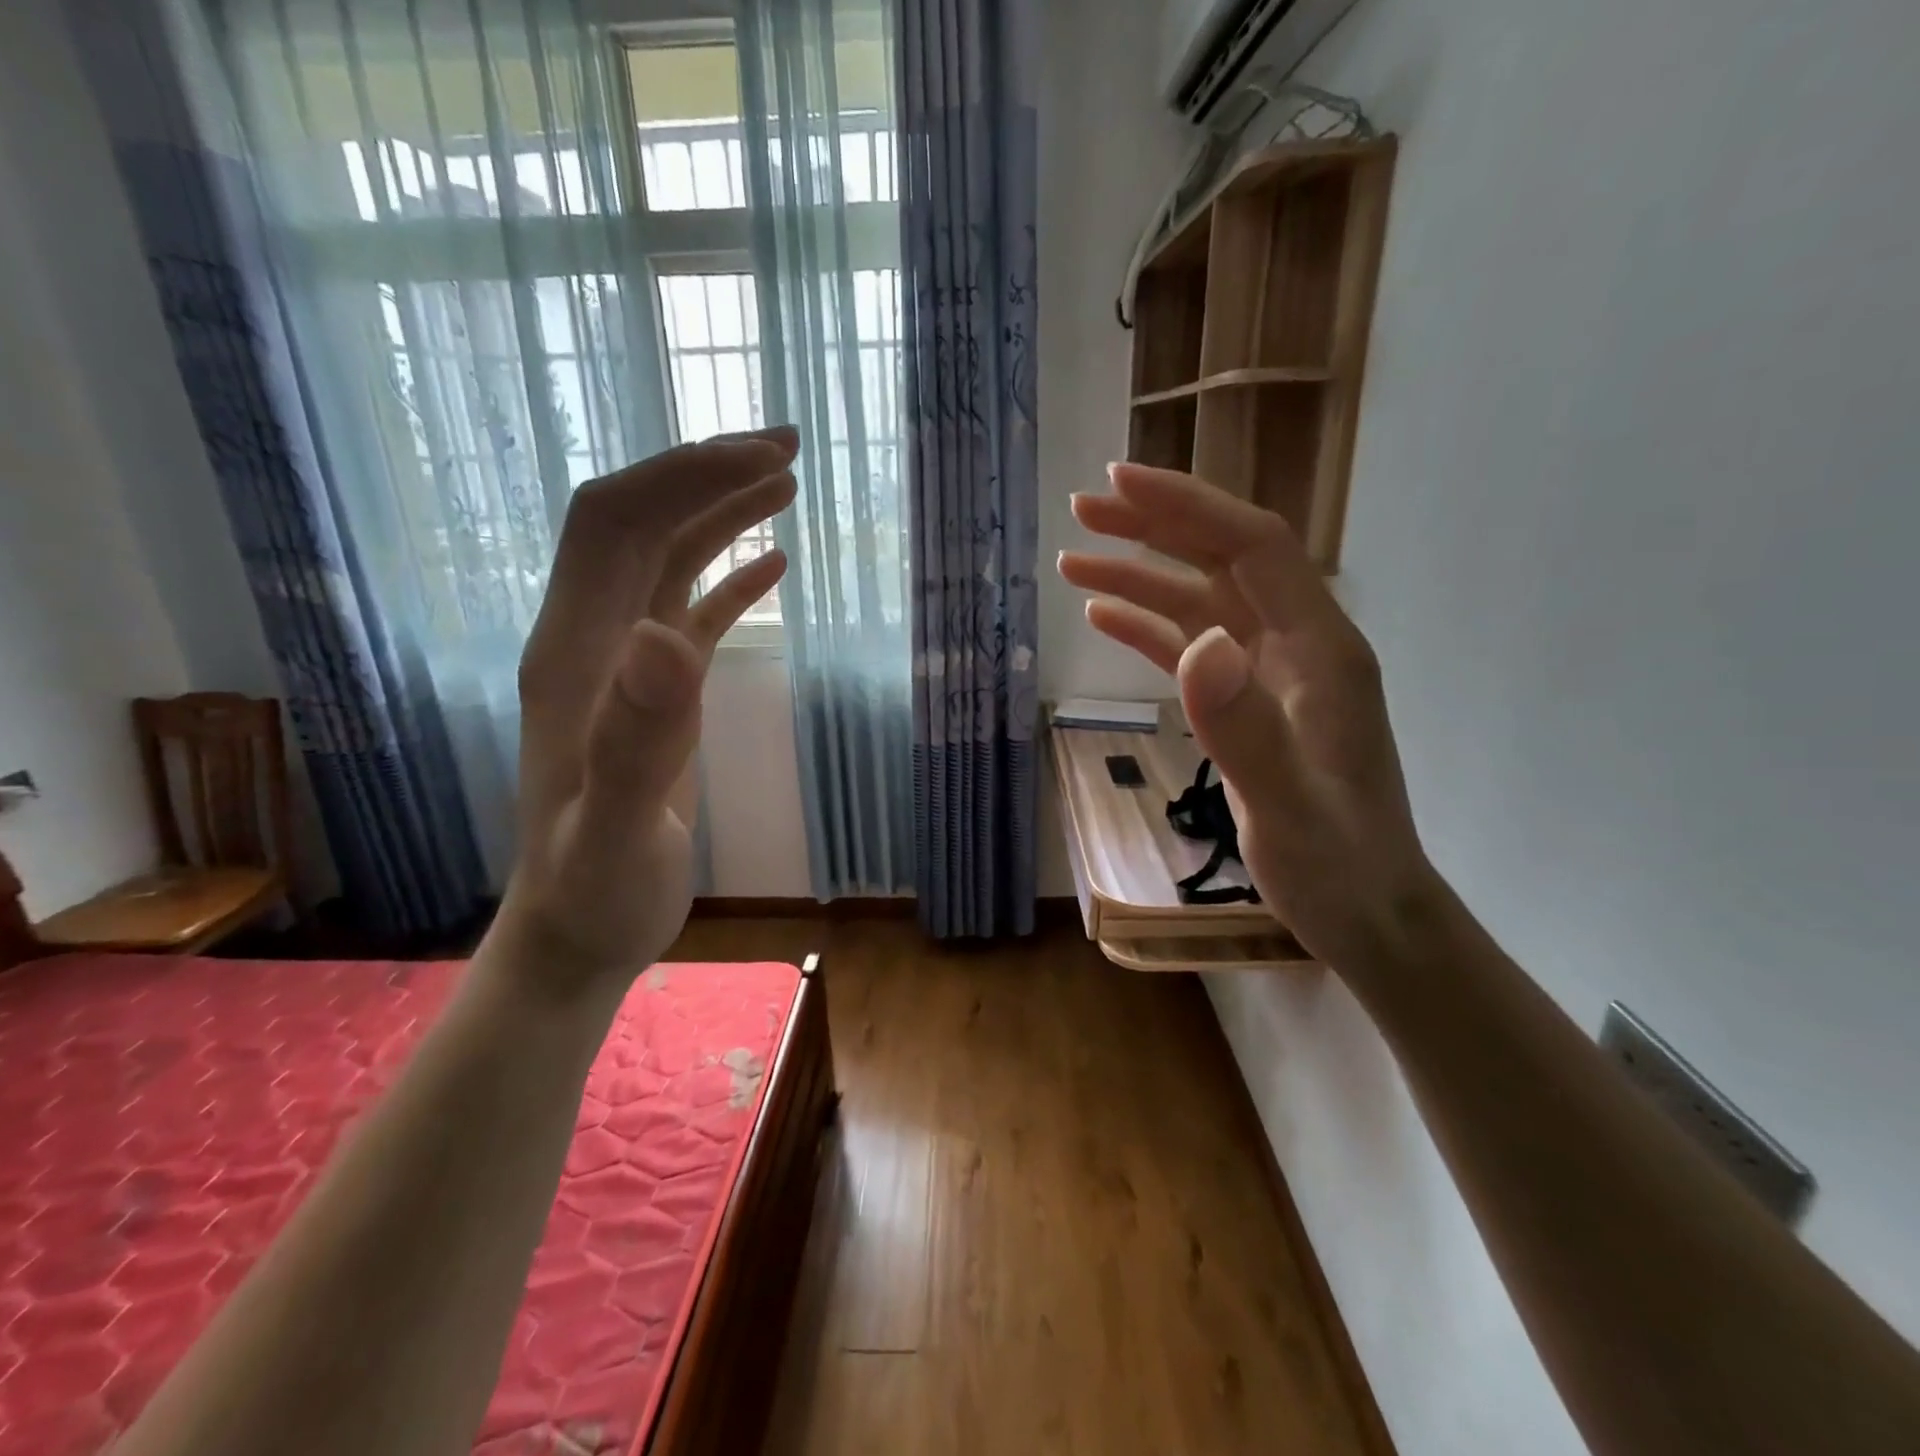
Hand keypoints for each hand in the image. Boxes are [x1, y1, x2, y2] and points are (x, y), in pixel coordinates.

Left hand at [495, 428, 798, 991]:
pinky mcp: (652, 691)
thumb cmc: (597, 891)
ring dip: (719, 512)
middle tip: (786, 449)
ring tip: (785, 485)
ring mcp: (620, 663)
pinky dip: (729, 575)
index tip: (761, 458)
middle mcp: (590, 638)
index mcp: (575, 650)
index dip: (683, 477)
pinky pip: (689, 608)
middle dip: (706, 474)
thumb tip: (666, 637)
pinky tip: (773, 565)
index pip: (616, 523)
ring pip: (664, 557)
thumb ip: (635, 739)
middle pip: (638, 522)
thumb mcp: (616, 830)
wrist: (579, 929)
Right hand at [1059, 464, 1434, 963]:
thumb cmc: (1336, 865)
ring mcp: (1272, 674)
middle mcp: (1298, 645)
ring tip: (1073, 563)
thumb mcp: (1286, 806)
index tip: (1119, 484)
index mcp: (1319, 649)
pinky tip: (1106, 619)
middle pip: (1222, 560)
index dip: (1187, 508)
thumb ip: (1243, 726)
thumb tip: (1196, 643)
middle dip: (1154, 527)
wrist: (1369, 913)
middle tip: (1084, 507)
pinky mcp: (1250, 703)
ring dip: (1140, 578)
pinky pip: (1193, 648)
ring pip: (1200, 602)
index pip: (1252, 547)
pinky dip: (1149, 628)